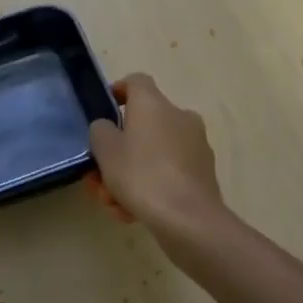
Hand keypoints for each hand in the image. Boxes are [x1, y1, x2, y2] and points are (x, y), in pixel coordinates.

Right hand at [87, 74, 226, 245]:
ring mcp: (195, 145)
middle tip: (99, 175)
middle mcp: (179, 116)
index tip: (104, 112)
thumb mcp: (105, 150)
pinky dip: (151, 186)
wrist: (189, 220)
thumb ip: (101, 130)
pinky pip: (169, 172)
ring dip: (131, 173)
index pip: (136, 81)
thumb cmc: (142, 175)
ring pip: (153, 153)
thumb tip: (108, 127)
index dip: (117, 91)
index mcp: (154, 103)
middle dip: (118, 150)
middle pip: (142, 124)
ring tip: (113, 203)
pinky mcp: (203, 173)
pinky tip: (133, 213)